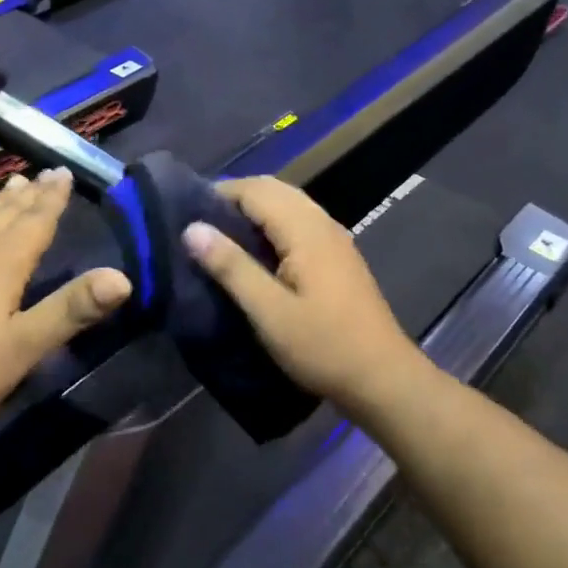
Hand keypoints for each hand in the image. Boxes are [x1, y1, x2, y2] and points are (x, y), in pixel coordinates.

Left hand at [0, 169, 131, 445]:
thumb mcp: (25, 346)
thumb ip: (72, 310)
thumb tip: (122, 278)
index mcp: (2, 267)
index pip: (36, 224)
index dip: (53, 200)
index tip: (64, 172)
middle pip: (5, 217)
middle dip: (29, 196)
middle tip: (44, 172)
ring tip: (10, 182)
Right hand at [183, 176, 428, 411]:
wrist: (382, 378)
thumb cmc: (323, 346)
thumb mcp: (269, 312)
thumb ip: (231, 266)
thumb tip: (192, 228)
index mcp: (305, 230)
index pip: (256, 190)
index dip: (219, 194)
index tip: (185, 212)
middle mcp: (322, 223)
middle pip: (274, 189)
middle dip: (235, 198)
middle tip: (199, 223)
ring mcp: (334, 239)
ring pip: (288, 204)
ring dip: (254, 210)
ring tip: (221, 236)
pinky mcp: (338, 257)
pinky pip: (299, 222)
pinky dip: (272, 223)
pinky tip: (256, 252)